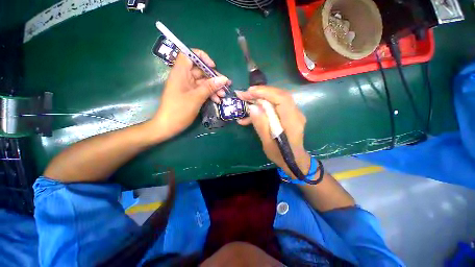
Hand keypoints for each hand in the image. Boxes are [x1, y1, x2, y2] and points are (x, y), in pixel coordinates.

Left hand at [152, 49, 230, 139]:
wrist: (169, 126)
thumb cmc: (179, 110)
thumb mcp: (196, 97)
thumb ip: (210, 87)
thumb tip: (224, 79)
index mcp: (180, 72)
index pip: (189, 55)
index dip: (202, 57)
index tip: (212, 66)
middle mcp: (184, 77)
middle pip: (200, 70)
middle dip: (214, 78)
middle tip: (226, 85)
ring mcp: (188, 87)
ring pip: (203, 82)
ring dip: (214, 88)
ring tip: (223, 95)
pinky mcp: (191, 95)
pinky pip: (202, 91)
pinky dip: (210, 94)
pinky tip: (217, 100)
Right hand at [236, 86, 310, 177]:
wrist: (293, 160)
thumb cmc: (280, 155)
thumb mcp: (267, 143)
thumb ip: (261, 125)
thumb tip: (252, 108)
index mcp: (292, 122)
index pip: (282, 99)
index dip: (265, 92)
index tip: (249, 91)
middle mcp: (295, 114)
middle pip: (279, 96)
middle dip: (260, 93)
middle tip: (244, 94)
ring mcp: (292, 113)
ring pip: (276, 99)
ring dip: (260, 99)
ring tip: (245, 102)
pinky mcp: (287, 115)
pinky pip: (275, 106)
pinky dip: (262, 108)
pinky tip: (250, 114)